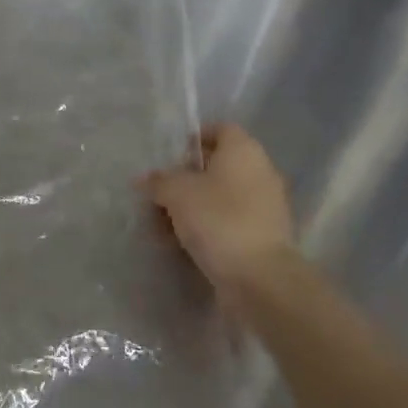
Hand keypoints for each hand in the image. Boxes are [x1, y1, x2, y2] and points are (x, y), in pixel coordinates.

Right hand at [145, 123, 298, 302]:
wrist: (260, 278)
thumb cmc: (218, 219)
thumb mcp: (177, 193)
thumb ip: (158, 181)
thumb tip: (143, 179)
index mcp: (243, 151)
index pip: (219, 129)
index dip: (194, 138)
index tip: (169, 155)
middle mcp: (260, 172)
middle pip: (217, 166)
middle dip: (186, 178)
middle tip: (159, 193)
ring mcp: (264, 206)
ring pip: (220, 197)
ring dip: (192, 207)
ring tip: (161, 225)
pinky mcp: (263, 237)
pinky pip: (228, 222)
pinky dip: (206, 228)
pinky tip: (181, 245)